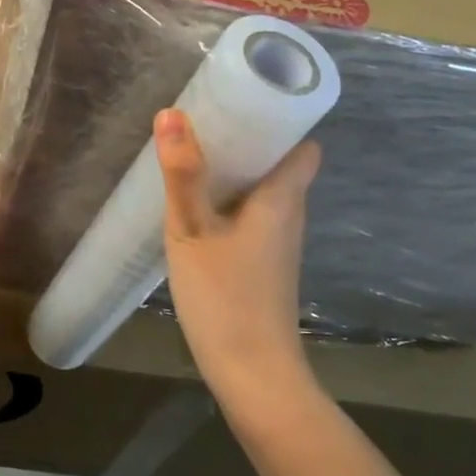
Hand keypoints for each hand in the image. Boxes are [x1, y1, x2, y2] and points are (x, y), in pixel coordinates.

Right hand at [155, 109, 319, 401]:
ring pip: (265, 191)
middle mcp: (289, 216)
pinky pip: (253, 215)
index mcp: (282, 199)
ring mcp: (279, 243)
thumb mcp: (192, 230)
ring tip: (196, 154)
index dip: (282, 120)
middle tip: (205, 122)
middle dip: (249, 140)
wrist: (252, 374)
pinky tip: (197, 206)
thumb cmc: (225, 296)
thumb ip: (182, 174)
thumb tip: (172, 113)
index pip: (304, 145)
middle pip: (281, 164)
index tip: (244, 101)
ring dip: (237, 171)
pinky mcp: (265, 264)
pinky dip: (230, 201)